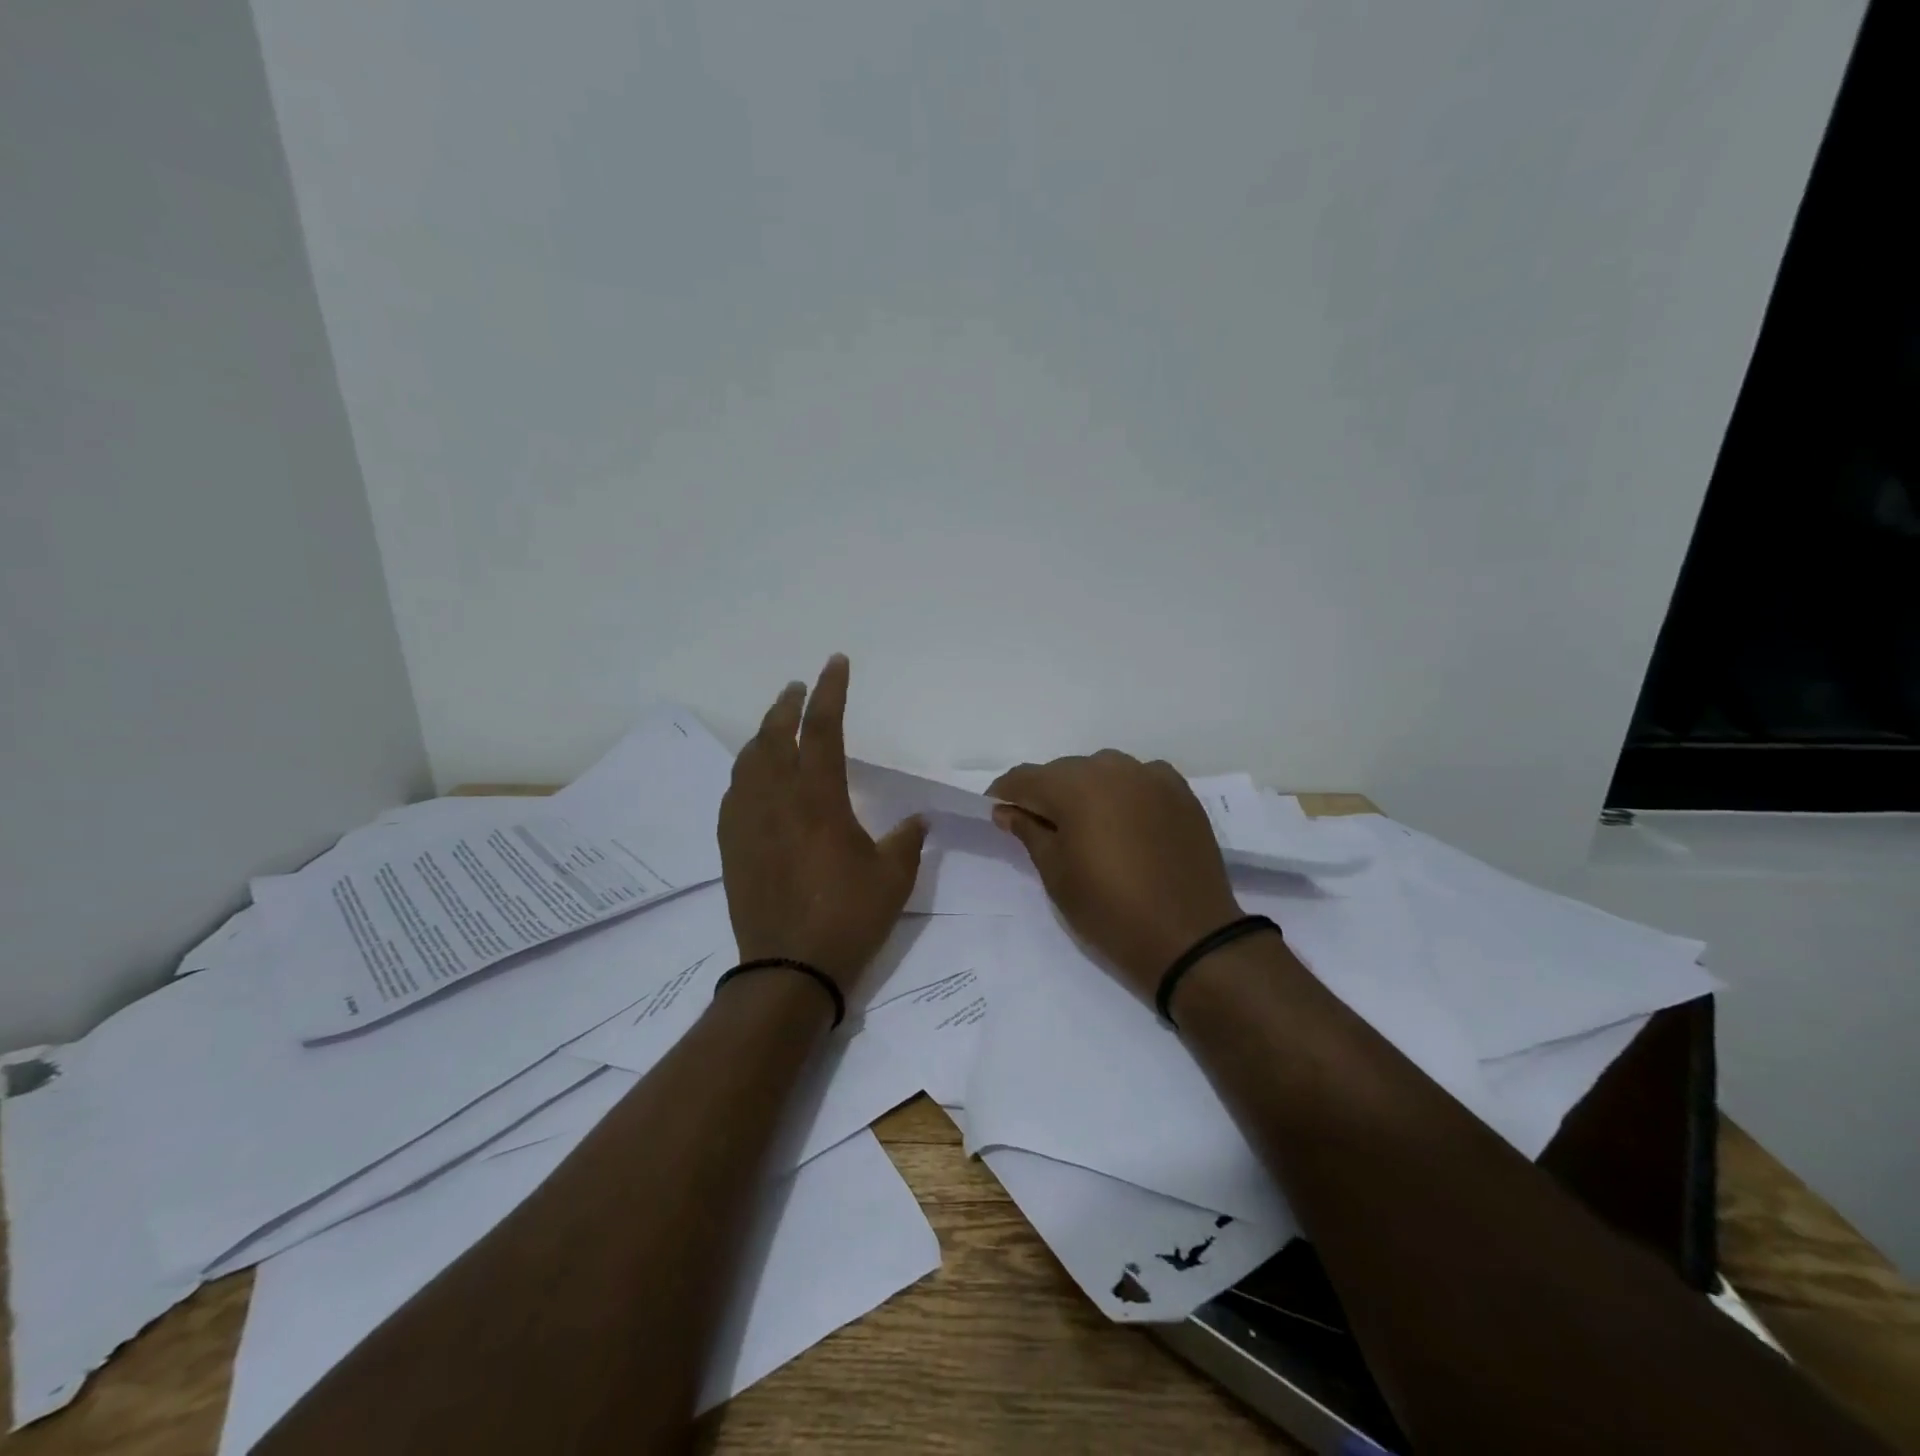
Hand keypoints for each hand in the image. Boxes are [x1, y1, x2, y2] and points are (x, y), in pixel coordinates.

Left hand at [718, 655, 926, 996]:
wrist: (788, 969)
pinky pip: (735, 793)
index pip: (822, 729)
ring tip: (775, 726)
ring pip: (748, 762)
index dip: (830, 692)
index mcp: (819, 799)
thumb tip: (916, 821)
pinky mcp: (732, 846)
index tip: (835, 663)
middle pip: (774, 736)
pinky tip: (754, 778)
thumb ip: (907, 840)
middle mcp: (777, 800)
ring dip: (763, 735)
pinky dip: (747, 772)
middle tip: (798, 688)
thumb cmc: (848, 918)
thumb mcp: (894, 878)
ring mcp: (748, 822)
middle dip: (788, 705)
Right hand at [988, 751, 1241, 1000]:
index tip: (996, 813)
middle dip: (1046, 793)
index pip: (1025, 778)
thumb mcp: (1056, 874)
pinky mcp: (1180, 791)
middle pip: (1064, 771)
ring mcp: (1151, 776)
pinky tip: (1124, 820)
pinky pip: (1138, 779)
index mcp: (1075, 786)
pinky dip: (1123, 793)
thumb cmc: (1109, 910)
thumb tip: (1007, 810)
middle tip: (1039, 827)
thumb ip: (1028, 831)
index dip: (1004, 794)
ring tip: (1084, 825)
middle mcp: (1112, 768)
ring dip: (1085, 791)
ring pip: (1102, 771)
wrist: (1189, 937)